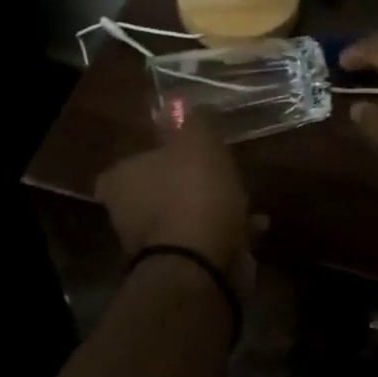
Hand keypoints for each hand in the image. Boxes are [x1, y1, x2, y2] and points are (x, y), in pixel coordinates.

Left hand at [96, 118, 255, 289]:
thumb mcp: (198, 140)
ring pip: (183, 217)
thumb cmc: (193, 192)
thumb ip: (196, 121)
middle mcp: (127, 215)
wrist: (201, 265)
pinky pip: (206, 241)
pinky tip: (256, 225)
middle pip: (155, 192)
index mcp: (121, 181)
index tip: (177, 151)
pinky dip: (228, 232)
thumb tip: (193, 107)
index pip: (125, 165)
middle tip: (216, 172)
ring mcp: (153, 247)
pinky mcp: (181, 269)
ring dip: (211, 208)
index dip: (151, 156)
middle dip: (185, 184)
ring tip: (244, 198)